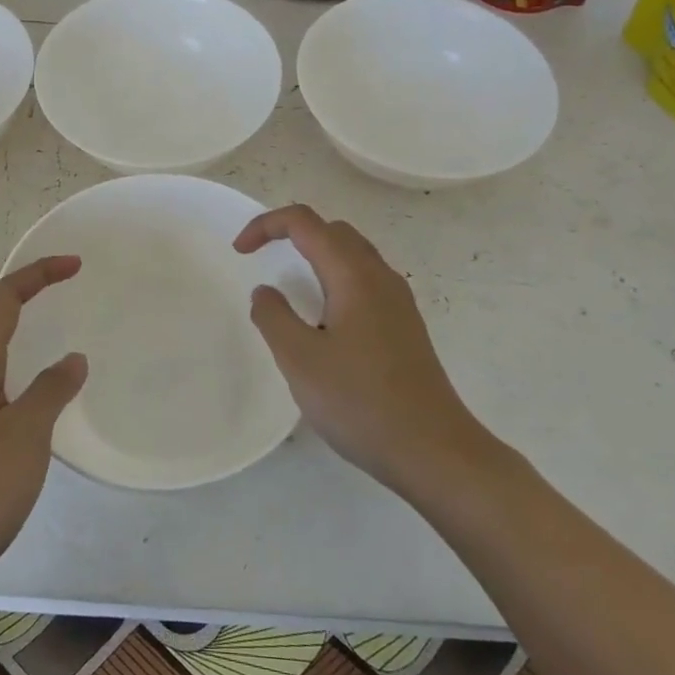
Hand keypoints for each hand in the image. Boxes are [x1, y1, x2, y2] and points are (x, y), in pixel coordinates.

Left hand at [0, 256, 86, 589]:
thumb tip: (72, 358)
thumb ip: (50, 391)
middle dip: (33, 302)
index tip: (75, 264)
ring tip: (68, 352)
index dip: (38, 275)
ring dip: (30, 347)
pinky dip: (29, 391)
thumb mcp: (23, 436)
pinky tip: (45, 415)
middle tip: (74, 298)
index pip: (4, 302)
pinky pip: (2, 405)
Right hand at [234, 205, 489, 498]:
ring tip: (290, 288)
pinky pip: (365, 282)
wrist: (434, 451)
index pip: (305, 222)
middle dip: (292, 234)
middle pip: (333, 230)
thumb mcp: (300, 360)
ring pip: (352, 255)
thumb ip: (273, 317)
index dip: (266, 225)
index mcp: (354, 275)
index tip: (240, 252)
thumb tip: (266, 291)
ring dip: (316, 256)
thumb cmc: (361, 402)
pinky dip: (335, 280)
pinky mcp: (405, 327)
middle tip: (263, 259)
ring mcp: (398, 302)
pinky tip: (324, 321)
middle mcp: (380, 277)